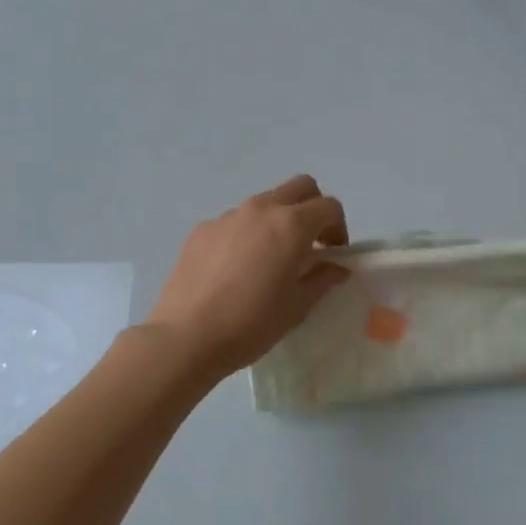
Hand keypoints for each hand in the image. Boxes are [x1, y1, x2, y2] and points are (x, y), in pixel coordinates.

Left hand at [146, 176, 351, 379]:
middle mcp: (261, 209)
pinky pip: (235, 222)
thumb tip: (336, 267)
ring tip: (270, 260)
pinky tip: (237, 270)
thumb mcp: (298, 306)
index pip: (329, 206)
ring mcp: (228, 216)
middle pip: (300, 187)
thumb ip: (322, 278)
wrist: (186, 337)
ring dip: (278, 221)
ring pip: (265, 203)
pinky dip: (247, 234)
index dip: (339, 228)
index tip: (333, 254)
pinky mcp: (202, 229)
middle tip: (310, 244)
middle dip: (313, 208)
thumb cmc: (251, 323)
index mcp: (291, 225)